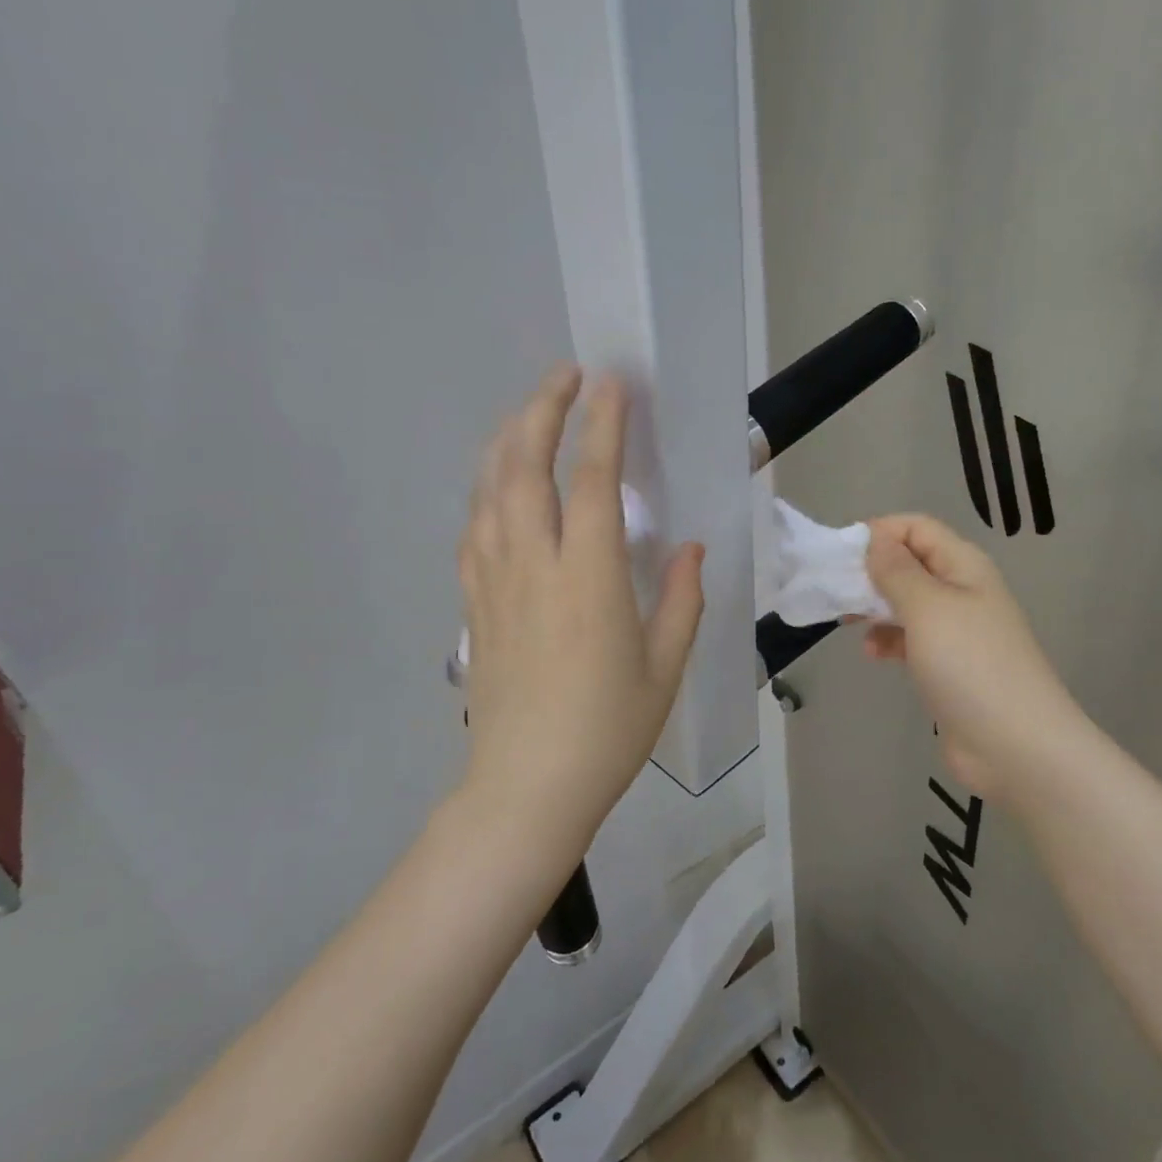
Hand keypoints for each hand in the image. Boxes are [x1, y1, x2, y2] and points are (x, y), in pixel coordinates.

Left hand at [459, 366, 704, 850]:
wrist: (527, 786)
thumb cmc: (608, 729)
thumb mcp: (665, 666)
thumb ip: (681, 598)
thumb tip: (688, 547)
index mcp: (589, 579)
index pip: (594, 482)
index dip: (602, 426)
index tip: (610, 384)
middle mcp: (534, 565)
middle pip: (525, 467)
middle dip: (542, 410)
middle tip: (564, 376)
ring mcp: (494, 581)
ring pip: (490, 490)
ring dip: (509, 440)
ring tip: (530, 414)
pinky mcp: (473, 602)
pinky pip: (475, 527)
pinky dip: (488, 489)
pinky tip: (499, 484)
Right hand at [863, 514, 1090, 803]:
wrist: (1015, 746)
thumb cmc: (970, 665)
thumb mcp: (928, 608)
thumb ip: (896, 571)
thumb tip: (875, 540)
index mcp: (964, 566)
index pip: (916, 527)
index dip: (879, 532)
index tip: (840, 554)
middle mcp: (962, 590)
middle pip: (910, 563)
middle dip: (871, 571)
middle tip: (835, 589)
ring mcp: (957, 631)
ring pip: (906, 602)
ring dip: (875, 606)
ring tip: (846, 621)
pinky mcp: (948, 666)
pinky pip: (910, 638)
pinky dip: (888, 639)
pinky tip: (871, 653)